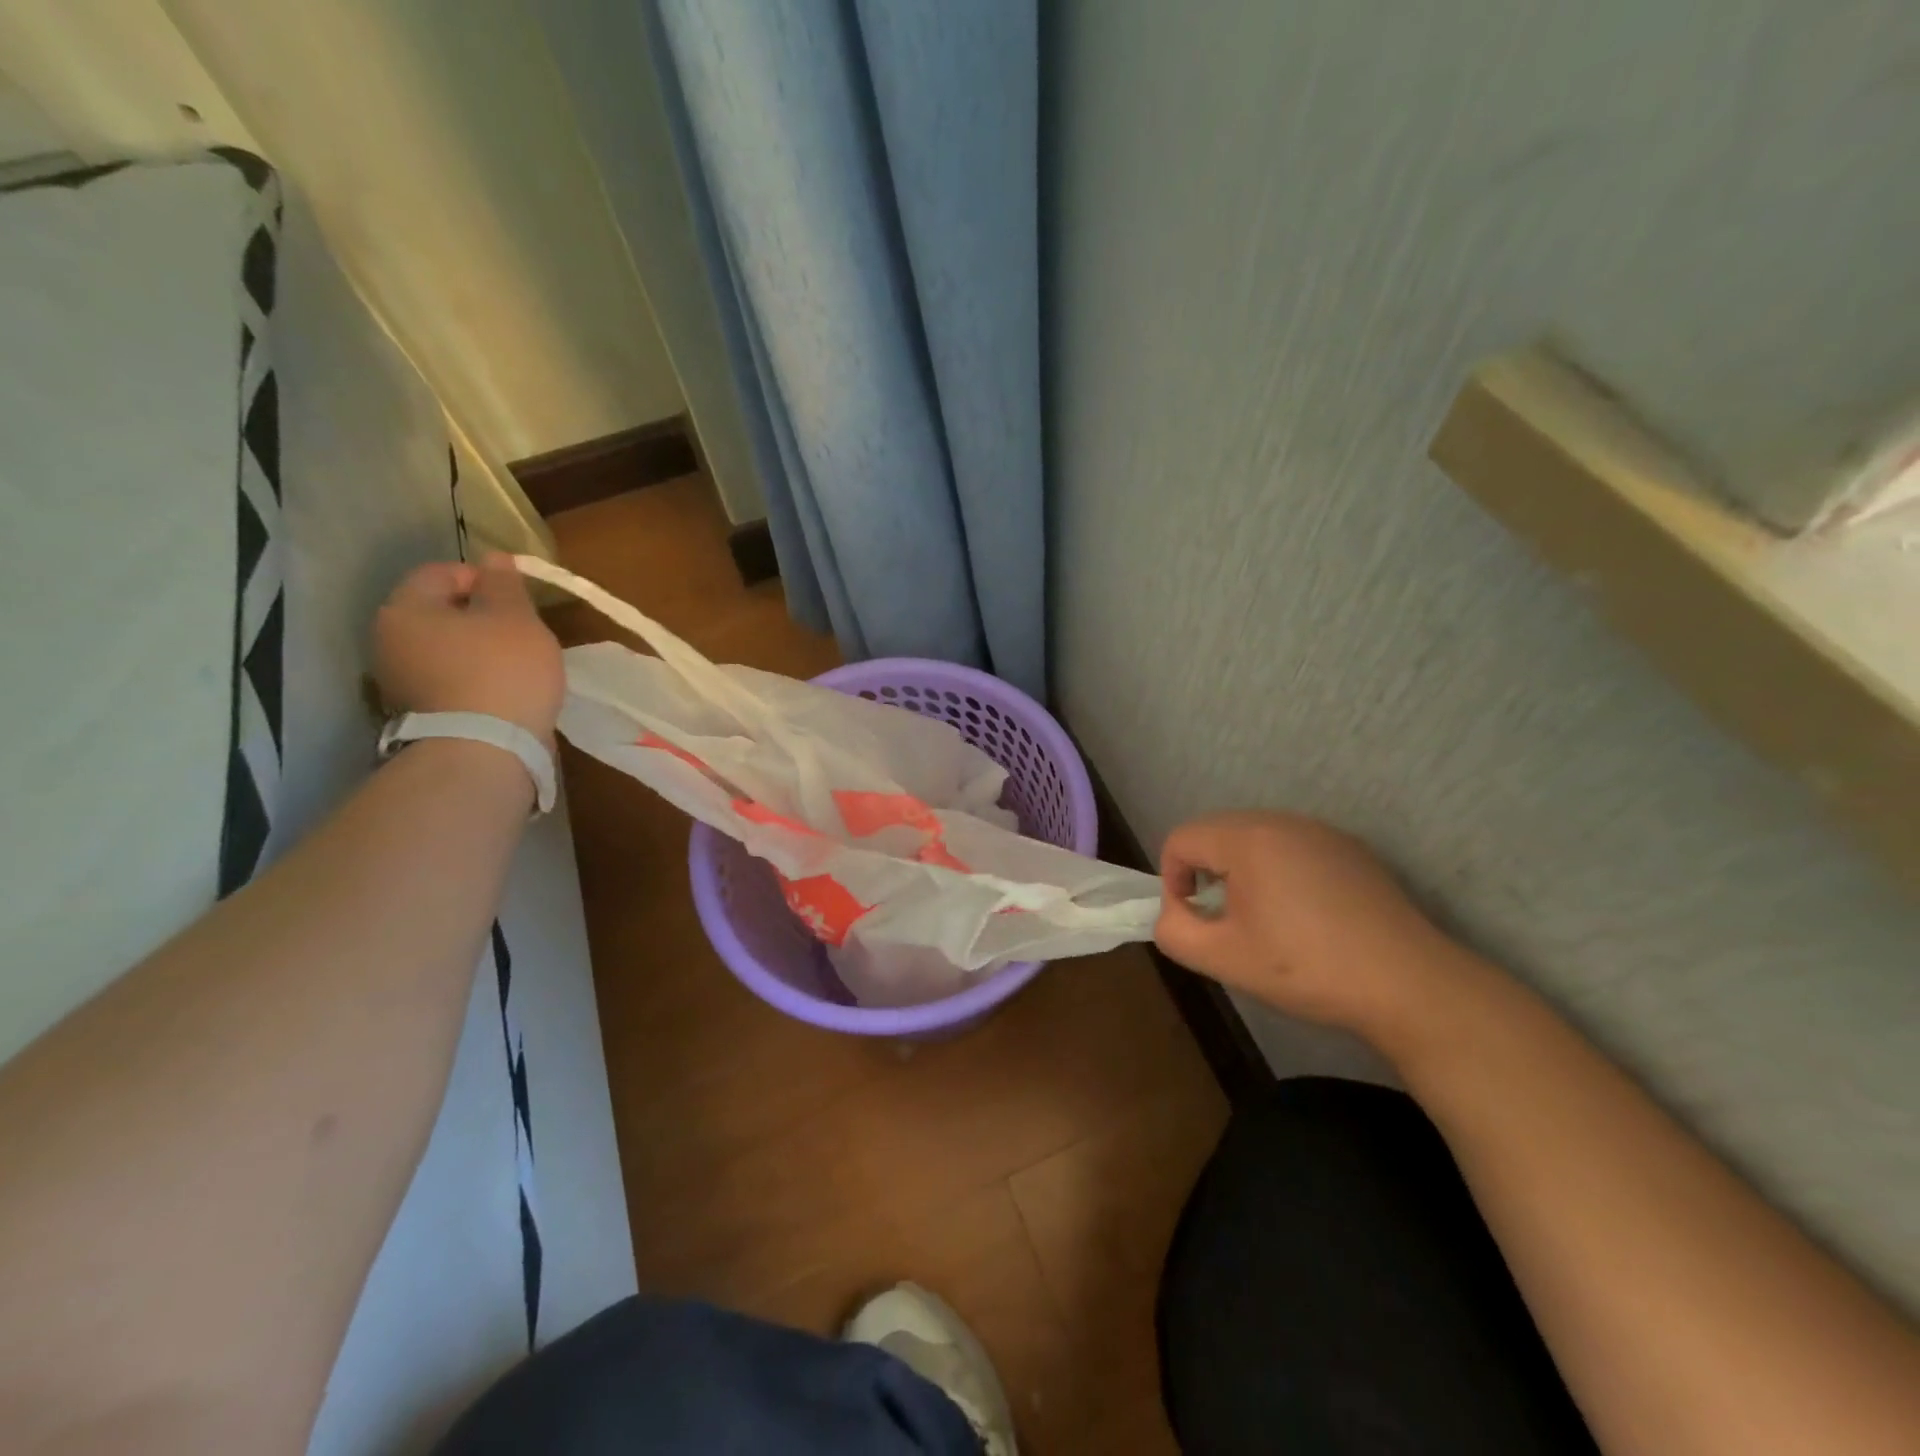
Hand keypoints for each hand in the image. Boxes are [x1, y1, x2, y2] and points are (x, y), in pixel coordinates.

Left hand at [373, 554, 563, 744]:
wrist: (486, 750)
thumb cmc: (503, 671)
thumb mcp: (517, 618)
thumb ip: (505, 585)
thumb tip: (494, 559)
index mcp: (405, 609)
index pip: (441, 572)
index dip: (484, 579)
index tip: (519, 600)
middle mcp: (389, 641)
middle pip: (439, 612)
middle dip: (480, 617)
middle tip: (522, 632)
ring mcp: (399, 681)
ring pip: (445, 649)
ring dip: (478, 651)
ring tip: (517, 664)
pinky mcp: (420, 714)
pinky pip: (449, 680)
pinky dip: (475, 679)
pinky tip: (503, 691)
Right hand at [1155, 811, 1473, 1044]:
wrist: (1409, 985)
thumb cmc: (1306, 968)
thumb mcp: (1224, 958)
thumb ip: (1175, 931)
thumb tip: (1173, 913)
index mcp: (1248, 838)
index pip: (1181, 839)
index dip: (1173, 881)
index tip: (1196, 922)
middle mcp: (1282, 821)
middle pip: (1216, 834)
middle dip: (1206, 874)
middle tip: (1226, 923)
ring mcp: (1321, 832)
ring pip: (1254, 839)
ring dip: (1241, 873)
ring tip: (1264, 921)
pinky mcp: (1350, 850)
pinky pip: (1291, 848)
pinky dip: (1279, 873)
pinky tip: (1305, 917)